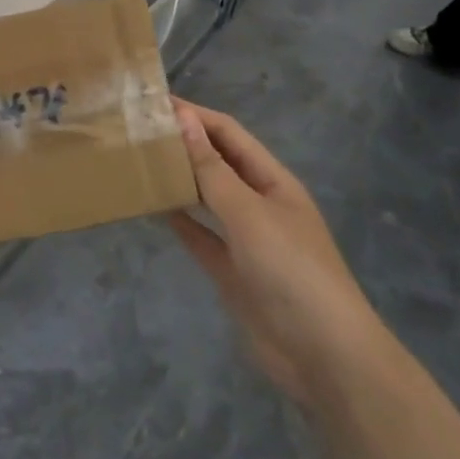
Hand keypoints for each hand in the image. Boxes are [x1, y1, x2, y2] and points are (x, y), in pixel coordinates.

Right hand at [165, 100, 391, 406]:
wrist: (323, 355)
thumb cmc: (291, 270)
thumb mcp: (249, 212)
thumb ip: (212, 168)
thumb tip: (183, 118)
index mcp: (273, 181)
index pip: (229, 134)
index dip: (195, 115)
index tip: (153, 103)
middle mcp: (259, 203)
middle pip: (217, 162)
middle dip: (183, 144)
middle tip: (136, 130)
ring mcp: (246, 238)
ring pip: (206, 197)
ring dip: (178, 179)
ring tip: (138, 161)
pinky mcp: (232, 270)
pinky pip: (200, 235)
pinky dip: (178, 220)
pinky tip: (151, 207)